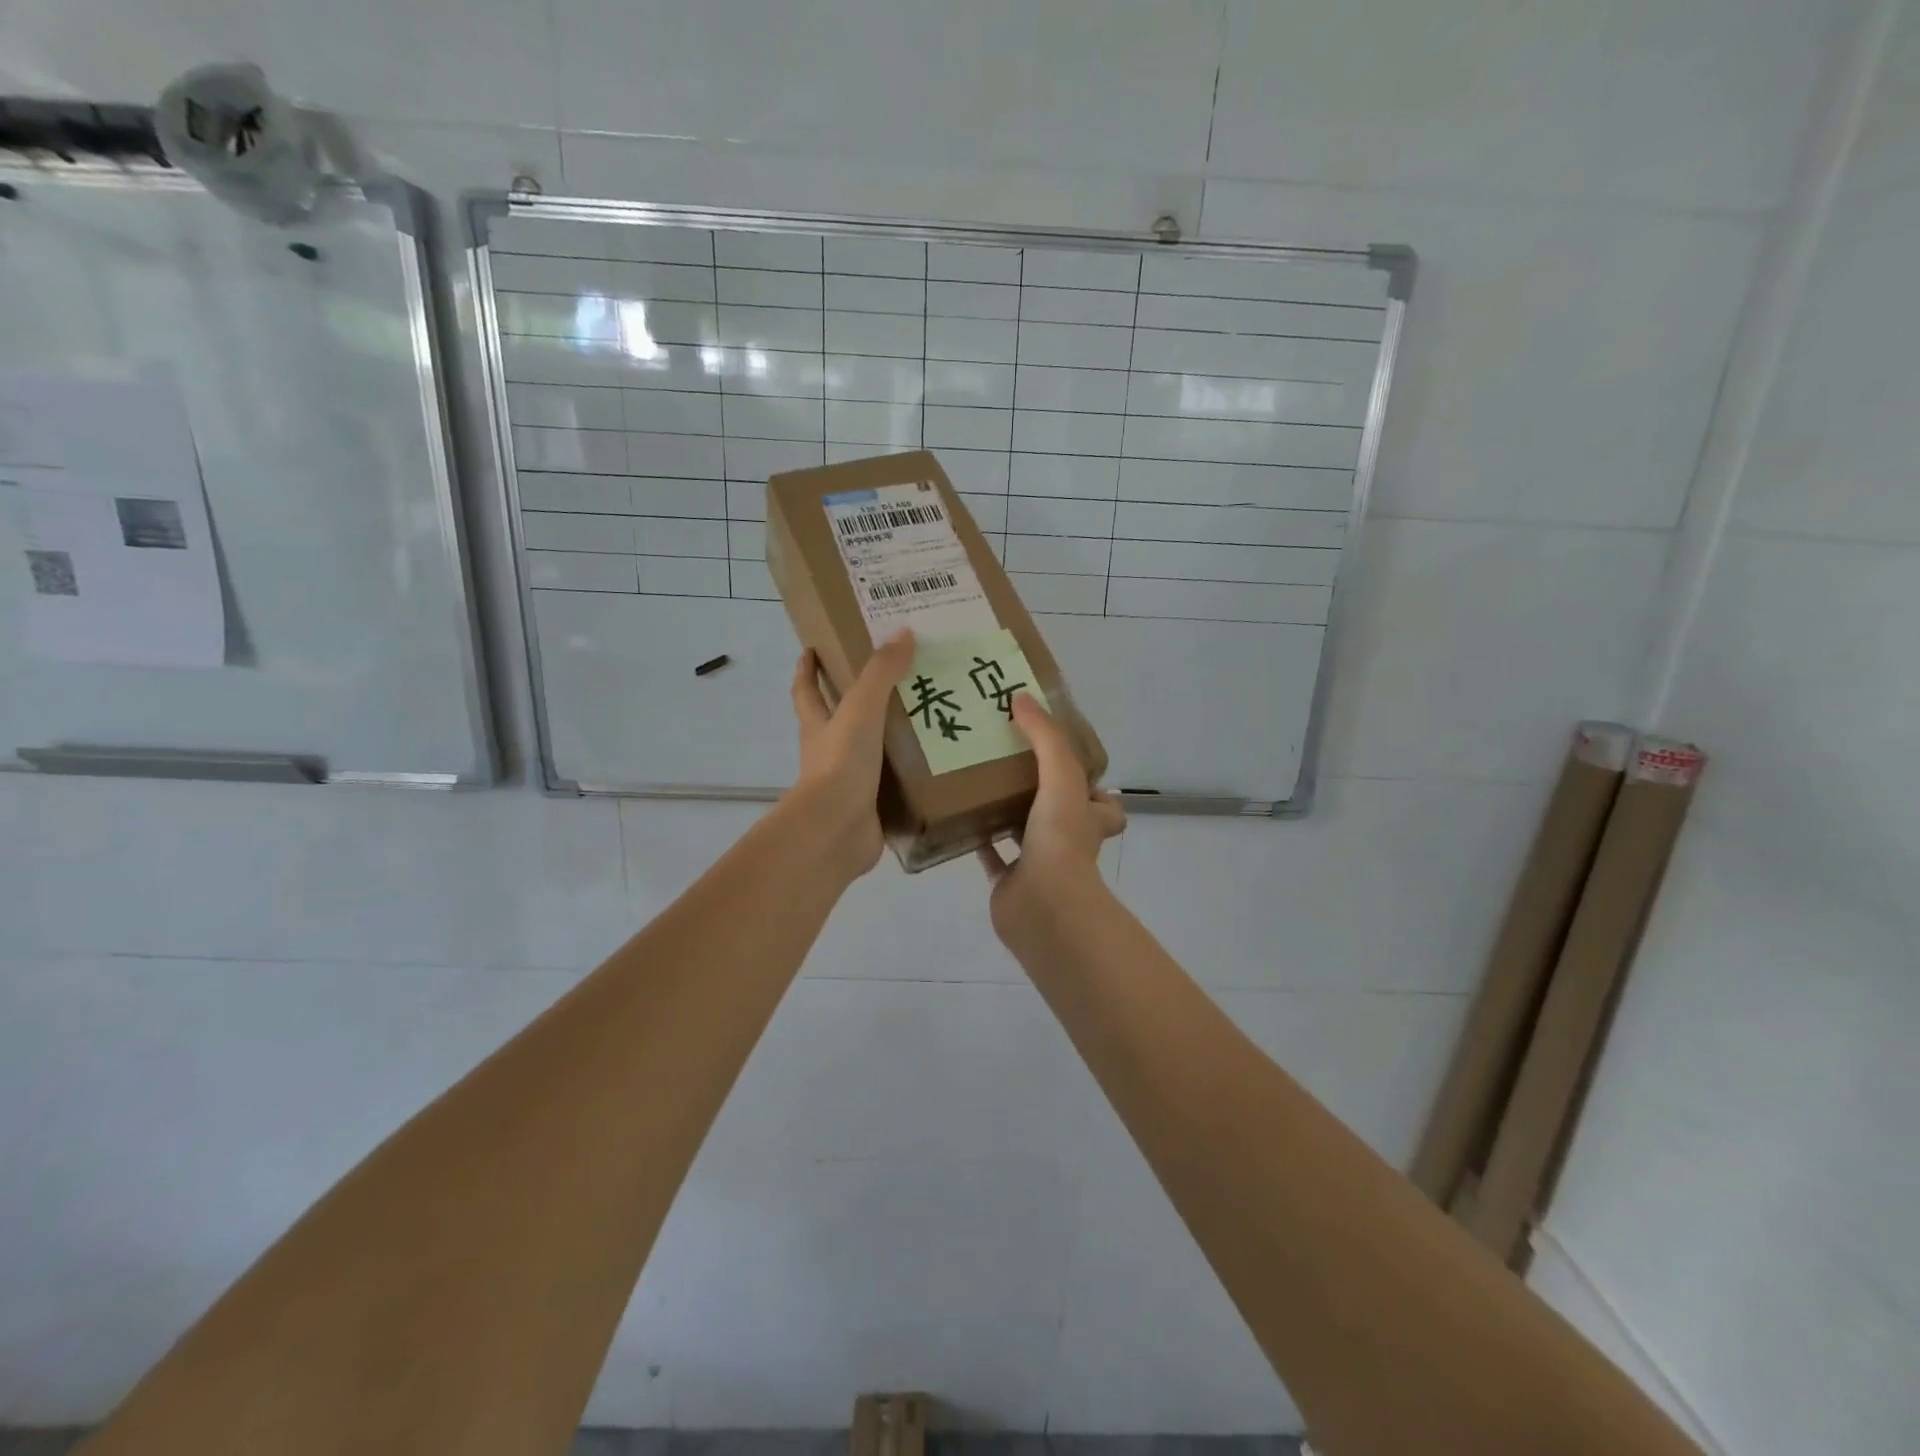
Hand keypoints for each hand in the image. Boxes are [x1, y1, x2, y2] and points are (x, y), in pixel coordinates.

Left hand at [788, 629, 914, 879]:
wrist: (837, 829)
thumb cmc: (842, 763)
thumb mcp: (861, 708)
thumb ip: (881, 673)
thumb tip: (903, 632)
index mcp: (819, 725)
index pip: (806, 690)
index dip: (807, 670)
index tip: (810, 650)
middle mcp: (828, 752)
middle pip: (835, 721)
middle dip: (853, 703)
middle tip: (889, 681)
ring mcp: (848, 782)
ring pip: (867, 753)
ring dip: (887, 739)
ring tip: (925, 720)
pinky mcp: (870, 808)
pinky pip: (891, 785)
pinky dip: (906, 775)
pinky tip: (934, 765)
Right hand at [978, 694, 1124, 942]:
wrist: (1042, 903)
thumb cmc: (1060, 838)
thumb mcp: (1061, 776)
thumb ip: (1044, 737)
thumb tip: (1021, 697)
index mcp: (1088, 819)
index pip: (1104, 803)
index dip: (1092, 786)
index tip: (1063, 760)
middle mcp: (1068, 841)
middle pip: (1062, 814)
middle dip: (1043, 793)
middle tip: (1011, 761)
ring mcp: (1039, 863)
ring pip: (1026, 832)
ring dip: (1008, 812)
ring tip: (981, 780)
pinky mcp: (1010, 881)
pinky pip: (993, 856)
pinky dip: (980, 839)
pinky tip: (960, 817)